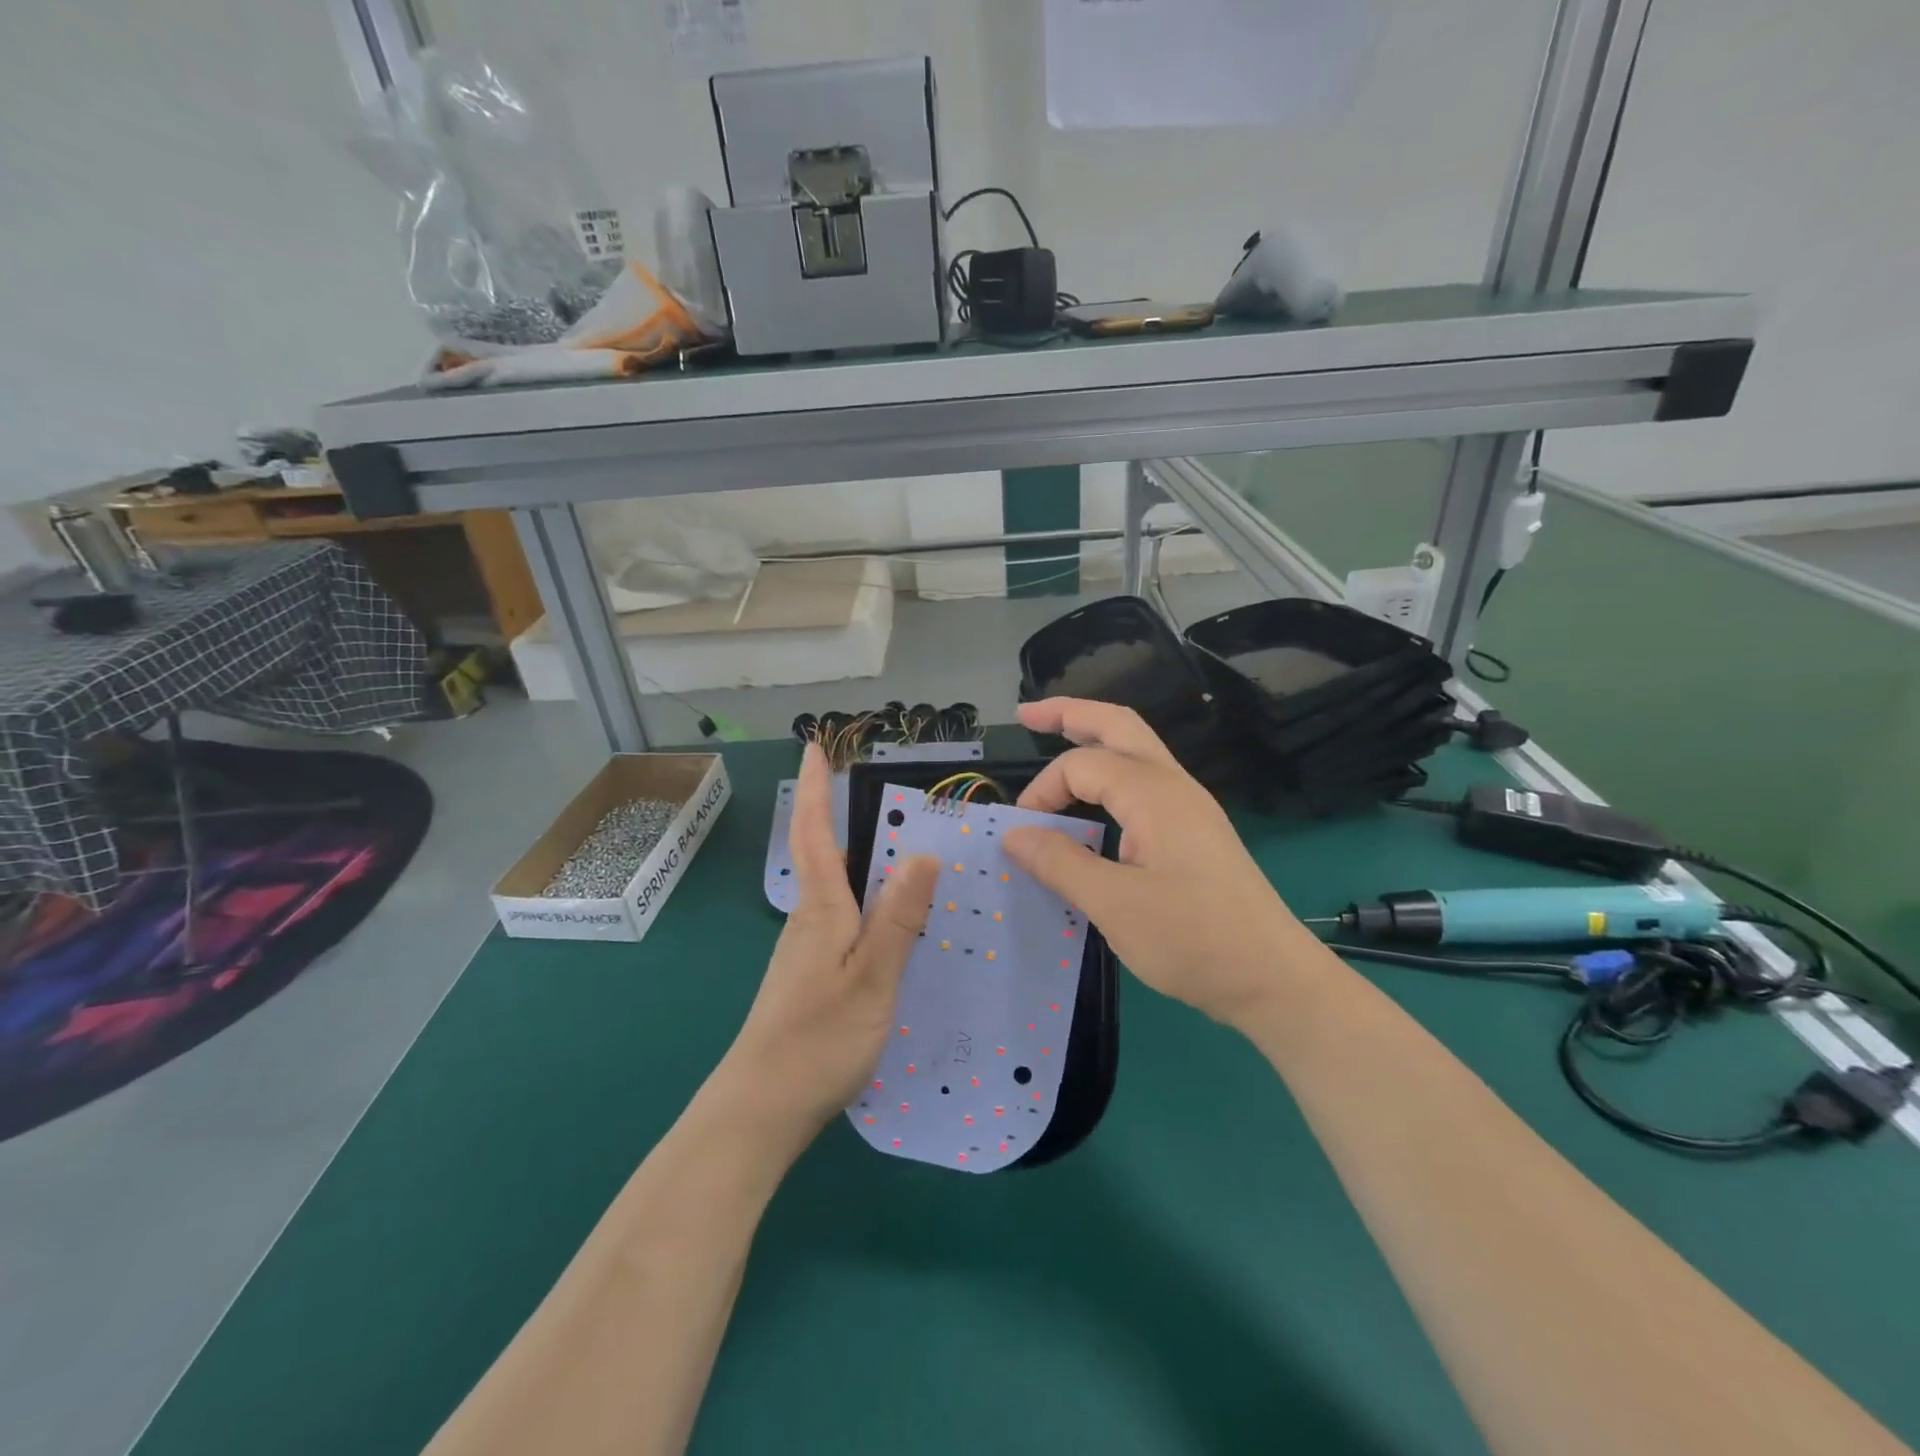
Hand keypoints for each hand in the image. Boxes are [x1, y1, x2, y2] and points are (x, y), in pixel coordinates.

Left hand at [719, 744, 938, 1143]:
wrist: (760, 1108)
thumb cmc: (818, 1038)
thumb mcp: (872, 977)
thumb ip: (898, 919)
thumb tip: (922, 854)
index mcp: (821, 909)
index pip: (817, 834)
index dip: (818, 789)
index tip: (815, 747)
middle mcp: (808, 919)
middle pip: (823, 855)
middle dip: (838, 815)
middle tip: (873, 791)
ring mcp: (804, 949)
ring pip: (834, 889)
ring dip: (855, 859)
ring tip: (898, 849)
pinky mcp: (808, 976)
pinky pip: (840, 920)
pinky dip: (862, 901)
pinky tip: (888, 921)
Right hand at [1002, 699, 1315, 1026]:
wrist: (1272, 977)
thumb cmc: (1192, 940)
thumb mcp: (1114, 905)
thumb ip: (1060, 863)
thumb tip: (1013, 834)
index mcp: (1153, 794)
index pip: (1080, 765)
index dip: (1042, 791)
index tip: (1021, 834)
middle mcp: (1173, 785)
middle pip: (1117, 725)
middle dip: (1070, 713)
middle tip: (1026, 713)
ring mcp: (1189, 806)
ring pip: (1136, 748)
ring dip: (1094, 738)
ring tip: (1056, 738)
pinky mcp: (1195, 830)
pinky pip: (1145, 781)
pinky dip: (1110, 774)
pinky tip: (1095, 800)